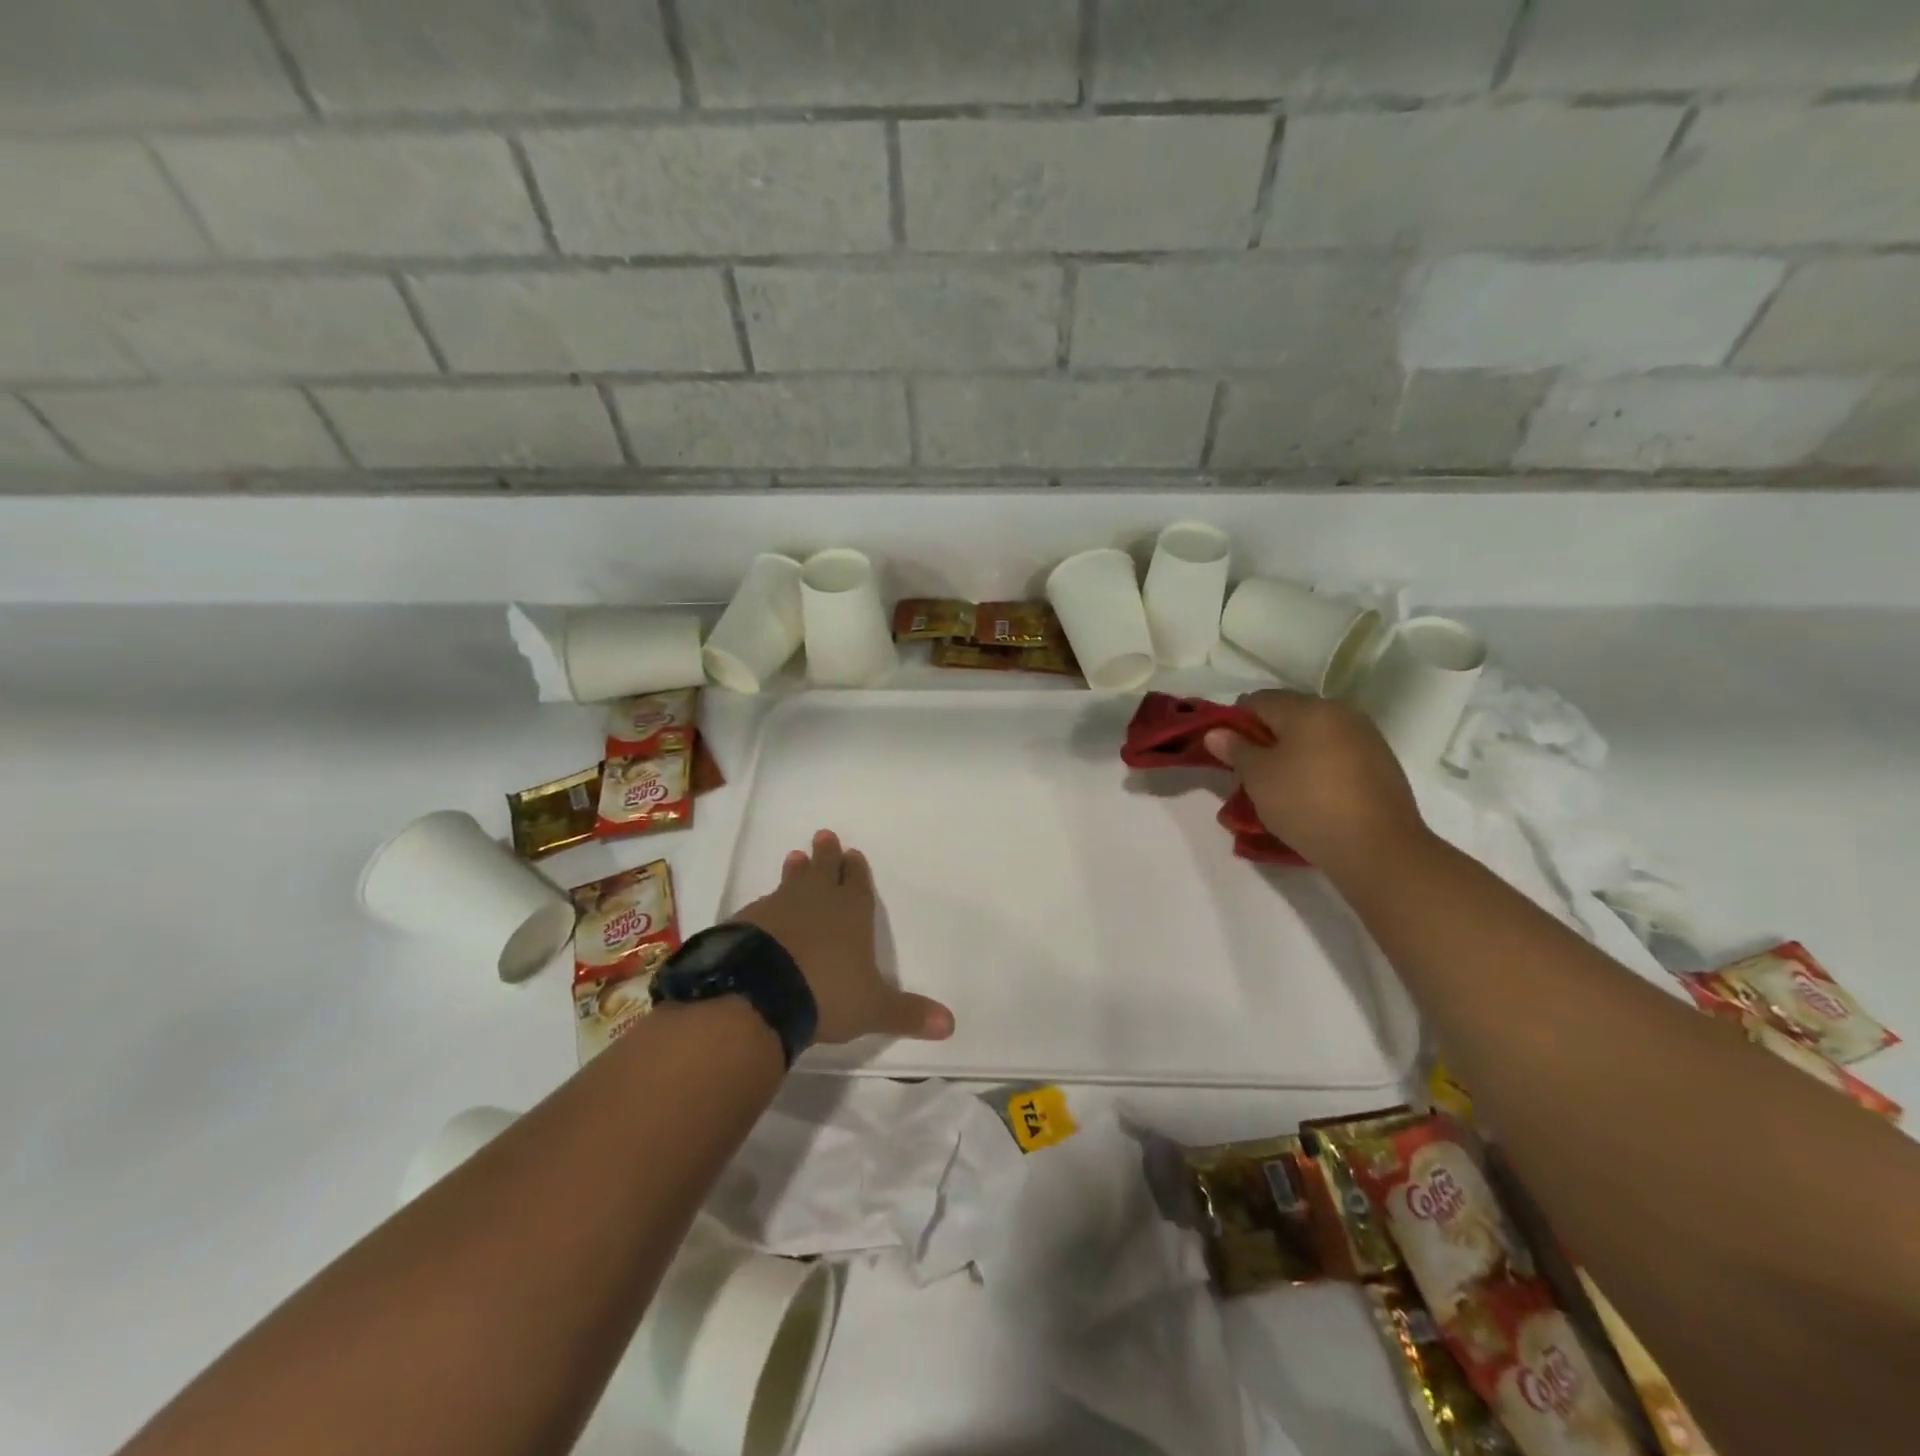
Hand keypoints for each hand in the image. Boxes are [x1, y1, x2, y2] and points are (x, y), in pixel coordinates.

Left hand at [731, 829, 954, 1045]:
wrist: (759, 993)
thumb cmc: (827, 993)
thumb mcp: (873, 1008)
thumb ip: (908, 1013)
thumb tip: (950, 1025)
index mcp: (851, 913)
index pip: (857, 882)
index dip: (855, 869)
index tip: (852, 853)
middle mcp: (816, 901)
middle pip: (823, 870)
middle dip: (826, 855)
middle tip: (823, 836)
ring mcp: (779, 908)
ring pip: (791, 882)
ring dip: (796, 872)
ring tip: (794, 857)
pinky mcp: (747, 922)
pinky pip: (762, 906)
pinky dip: (767, 905)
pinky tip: (763, 908)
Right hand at [1203, 691, 1430, 884]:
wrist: (1378, 848)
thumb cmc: (1307, 804)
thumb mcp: (1258, 778)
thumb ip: (1236, 749)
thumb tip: (1216, 732)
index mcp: (1307, 708)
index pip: (1258, 700)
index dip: (1236, 723)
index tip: (1228, 754)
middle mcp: (1339, 712)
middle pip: (1288, 715)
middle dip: (1265, 739)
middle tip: (1251, 774)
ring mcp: (1366, 737)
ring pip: (1314, 736)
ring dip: (1293, 753)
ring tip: (1282, 788)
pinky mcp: (1381, 763)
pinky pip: (1337, 754)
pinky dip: (1318, 767)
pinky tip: (1313, 796)